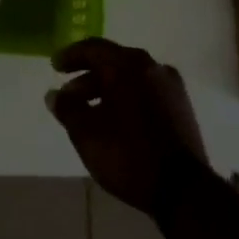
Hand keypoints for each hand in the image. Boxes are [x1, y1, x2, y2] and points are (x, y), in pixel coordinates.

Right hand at [47, 38, 212, 216]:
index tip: (54, 67)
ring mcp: (171, 87)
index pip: (93, 48)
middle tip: (68, 97)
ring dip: (106, 91)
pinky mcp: (181, 108)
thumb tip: (54, 95)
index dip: (70, 56)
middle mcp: (152, 67)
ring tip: (89, 114)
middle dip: (87, 78)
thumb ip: (67, 109)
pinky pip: (145, 93)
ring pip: (130, 79)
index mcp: (128, 65)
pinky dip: (126, 99)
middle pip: (113, 62)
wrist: (184, 190)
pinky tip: (116, 122)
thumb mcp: (86, 133)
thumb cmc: (128, 154)